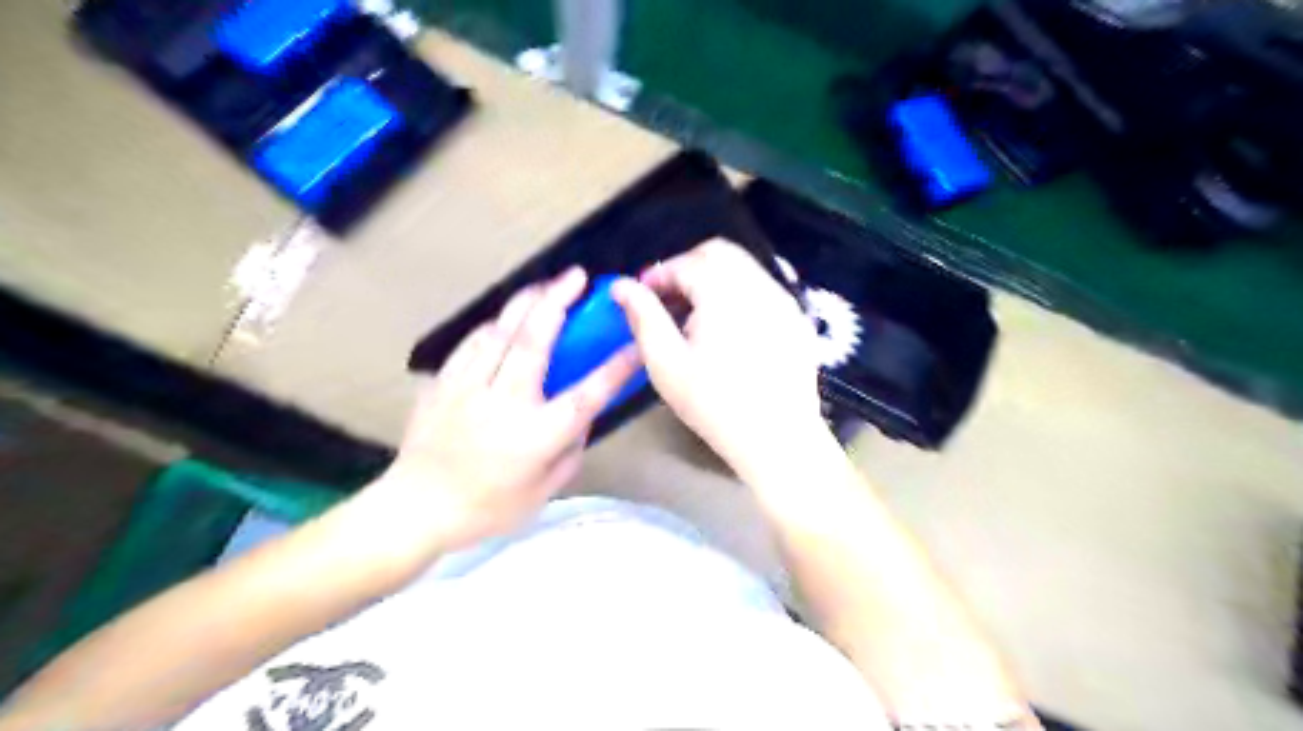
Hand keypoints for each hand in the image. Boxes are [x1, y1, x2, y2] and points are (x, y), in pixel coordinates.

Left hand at [372, 268, 640, 552]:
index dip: (615, 367)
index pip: (586, 394)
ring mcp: (468, 388)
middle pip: (534, 341)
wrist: (415, 508)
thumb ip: (569, 450)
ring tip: (545, 287)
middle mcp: (504, 402)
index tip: (635, 342)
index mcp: (536, 435)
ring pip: (500, 331)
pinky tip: (505, 319)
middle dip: (559, 301)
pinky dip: (494, 324)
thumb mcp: (544, 491)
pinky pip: (472, 342)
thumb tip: (581, 418)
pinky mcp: (443, 383)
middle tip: (577, 277)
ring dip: (526, 303)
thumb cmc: (487, 508)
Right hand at [612, 241, 823, 475]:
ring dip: (713, 279)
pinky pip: (762, 288)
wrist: (778, 439)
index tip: (642, 296)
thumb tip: (621, 285)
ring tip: (695, 317)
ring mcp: (784, 300)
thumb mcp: (667, 364)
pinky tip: (728, 329)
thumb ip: (643, 317)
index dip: (659, 274)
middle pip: (719, 252)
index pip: (687, 263)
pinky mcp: (796, 319)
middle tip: (668, 300)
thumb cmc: (715, 404)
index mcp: (725, 293)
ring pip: (743, 267)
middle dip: (687, 267)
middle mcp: (759, 285)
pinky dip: (738, 293)